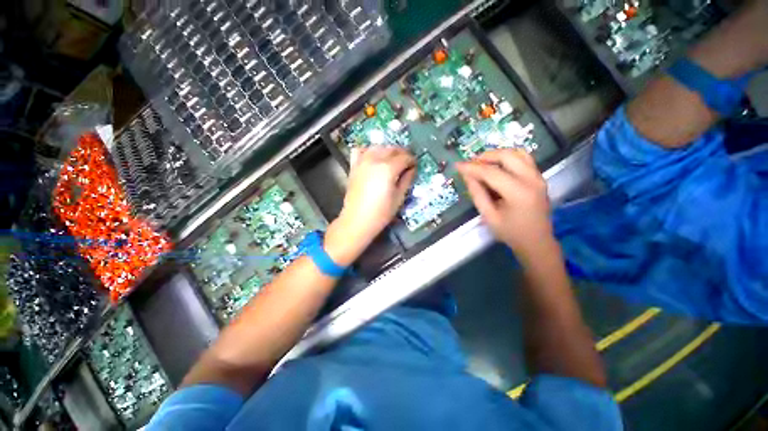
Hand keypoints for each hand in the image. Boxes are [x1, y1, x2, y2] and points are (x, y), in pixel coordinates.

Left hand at [325, 146, 415, 264]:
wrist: (357, 220)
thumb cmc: (381, 213)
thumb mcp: (399, 198)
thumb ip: (406, 180)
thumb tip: (411, 169)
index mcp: (388, 168)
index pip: (404, 157)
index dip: (412, 161)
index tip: (414, 166)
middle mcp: (375, 160)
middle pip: (391, 149)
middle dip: (401, 153)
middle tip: (406, 163)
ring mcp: (362, 162)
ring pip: (377, 147)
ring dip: (387, 150)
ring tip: (392, 159)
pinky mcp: (354, 167)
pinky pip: (360, 150)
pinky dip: (368, 150)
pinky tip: (372, 157)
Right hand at [456, 149, 553, 260]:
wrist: (537, 242)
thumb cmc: (510, 233)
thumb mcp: (489, 216)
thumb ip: (477, 193)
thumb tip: (467, 175)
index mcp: (518, 193)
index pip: (491, 172)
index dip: (472, 167)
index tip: (457, 165)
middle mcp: (532, 180)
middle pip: (507, 156)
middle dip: (485, 156)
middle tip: (470, 164)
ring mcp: (538, 177)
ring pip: (517, 153)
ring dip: (497, 154)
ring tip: (481, 163)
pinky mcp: (539, 177)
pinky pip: (523, 158)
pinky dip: (508, 157)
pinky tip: (496, 166)